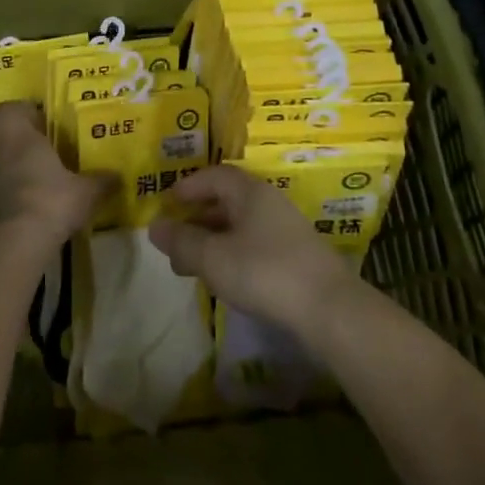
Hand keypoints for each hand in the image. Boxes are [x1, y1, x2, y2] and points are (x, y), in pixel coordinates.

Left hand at [0, 102, 112, 250]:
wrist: (13, 244)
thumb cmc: (50, 201)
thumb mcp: (86, 192)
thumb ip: (101, 181)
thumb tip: (119, 176)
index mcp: (18, 136)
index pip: (7, 109)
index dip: (23, 112)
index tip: (43, 121)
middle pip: (3, 137)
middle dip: (21, 143)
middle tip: (47, 152)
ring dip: (15, 170)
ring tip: (42, 183)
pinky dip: (12, 196)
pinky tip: (34, 209)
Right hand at [148, 165, 358, 337]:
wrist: (329, 309)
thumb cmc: (264, 272)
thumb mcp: (213, 258)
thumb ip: (182, 242)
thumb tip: (154, 227)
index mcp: (250, 192)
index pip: (215, 175)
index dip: (189, 185)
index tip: (168, 201)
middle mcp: (269, 203)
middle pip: (227, 200)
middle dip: (198, 218)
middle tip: (176, 239)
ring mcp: (286, 230)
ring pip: (241, 226)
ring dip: (214, 240)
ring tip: (193, 265)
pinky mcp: (296, 258)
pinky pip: (255, 245)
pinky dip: (232, 254)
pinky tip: (225, 278)